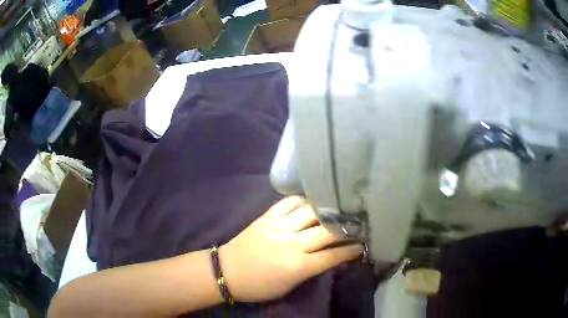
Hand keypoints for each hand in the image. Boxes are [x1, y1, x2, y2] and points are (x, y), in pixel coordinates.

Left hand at [219, 196, 362, 301]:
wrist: (227, 272)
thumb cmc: (259, 286)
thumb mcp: (290, 286)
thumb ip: (312, 270)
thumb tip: (332, 257)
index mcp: (298, 266)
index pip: (333, 255)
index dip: (351, 250)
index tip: (362, 244)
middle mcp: (291, 243)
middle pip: (327, 231)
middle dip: (346, 228)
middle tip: (356, 224)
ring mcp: (278, 227)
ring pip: (311, 212)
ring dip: (327, 211)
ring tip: (337, 210)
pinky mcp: (266, 217)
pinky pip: (288, 202)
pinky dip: (302, 201)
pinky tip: (310, 203)